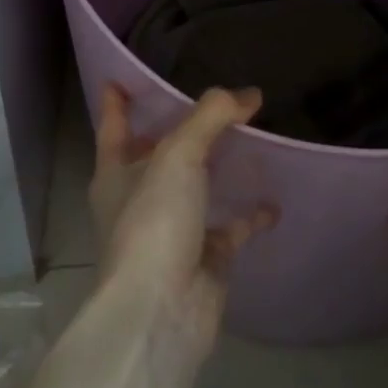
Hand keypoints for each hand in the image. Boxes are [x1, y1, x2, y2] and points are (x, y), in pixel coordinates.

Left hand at [89, 83, 278, 359]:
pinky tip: (274, 198)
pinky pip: (231, 226)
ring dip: (220, 165)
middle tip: (214, 98)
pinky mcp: (204, 256)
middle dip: (181, 129)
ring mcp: (172, 228)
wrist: (161, 313)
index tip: (124, 74)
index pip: (113, 124)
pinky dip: (251, 213)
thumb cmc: (154, 222)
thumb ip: (212, 116)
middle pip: (159, 153)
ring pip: (197, 186)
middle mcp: (140, 197)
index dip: (119, 99)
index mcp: (116, 172)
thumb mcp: (179, 154)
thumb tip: (249, 94)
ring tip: (252, 135)